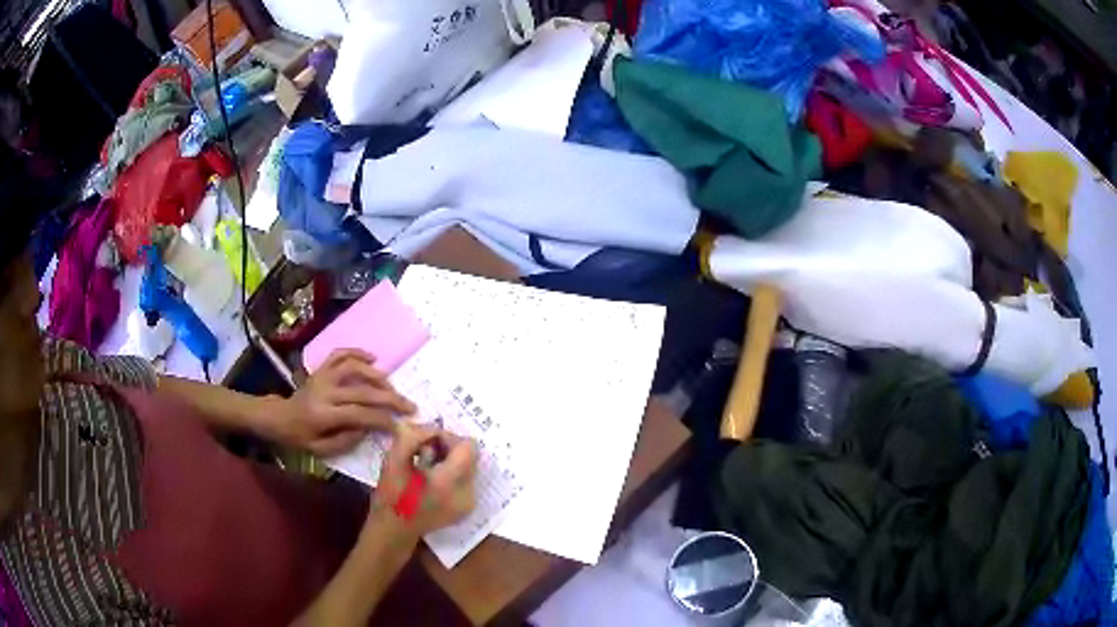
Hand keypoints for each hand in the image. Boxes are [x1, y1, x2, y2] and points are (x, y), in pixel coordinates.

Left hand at [269, 350, 416, 455]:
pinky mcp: (321, 369)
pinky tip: (373, 358)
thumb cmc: (300, 438)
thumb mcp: (320, 450)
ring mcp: (322, 376)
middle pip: (362, 391)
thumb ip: (345, 441)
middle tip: (410, 406)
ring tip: (393, 387)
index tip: (400, 426)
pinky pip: (340, 354)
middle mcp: (324, 391)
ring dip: (377, 376)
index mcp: (323, 415)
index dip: (382, 420)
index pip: (359, 414)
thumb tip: (368, 429)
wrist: (278, 417)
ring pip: (354, 368)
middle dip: (390, 399)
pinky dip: (357, 353)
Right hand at [372, 423, 477, 538]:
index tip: (426, 442)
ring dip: (449, 460)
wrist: (393, 531)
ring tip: (424, 467)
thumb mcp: (394, 460)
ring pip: (468, 466)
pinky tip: (431, 479)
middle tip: (422, 452)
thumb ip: (413, 437)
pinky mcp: (466, 507)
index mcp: (450, 482)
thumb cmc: (390, 496)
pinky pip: (466, 479)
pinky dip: (451, 473)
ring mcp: (469, 502)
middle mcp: (467, 493)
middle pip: (470, 455)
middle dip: (448, 448)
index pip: (468, 446)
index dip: (448, 437)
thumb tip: (432, 428)